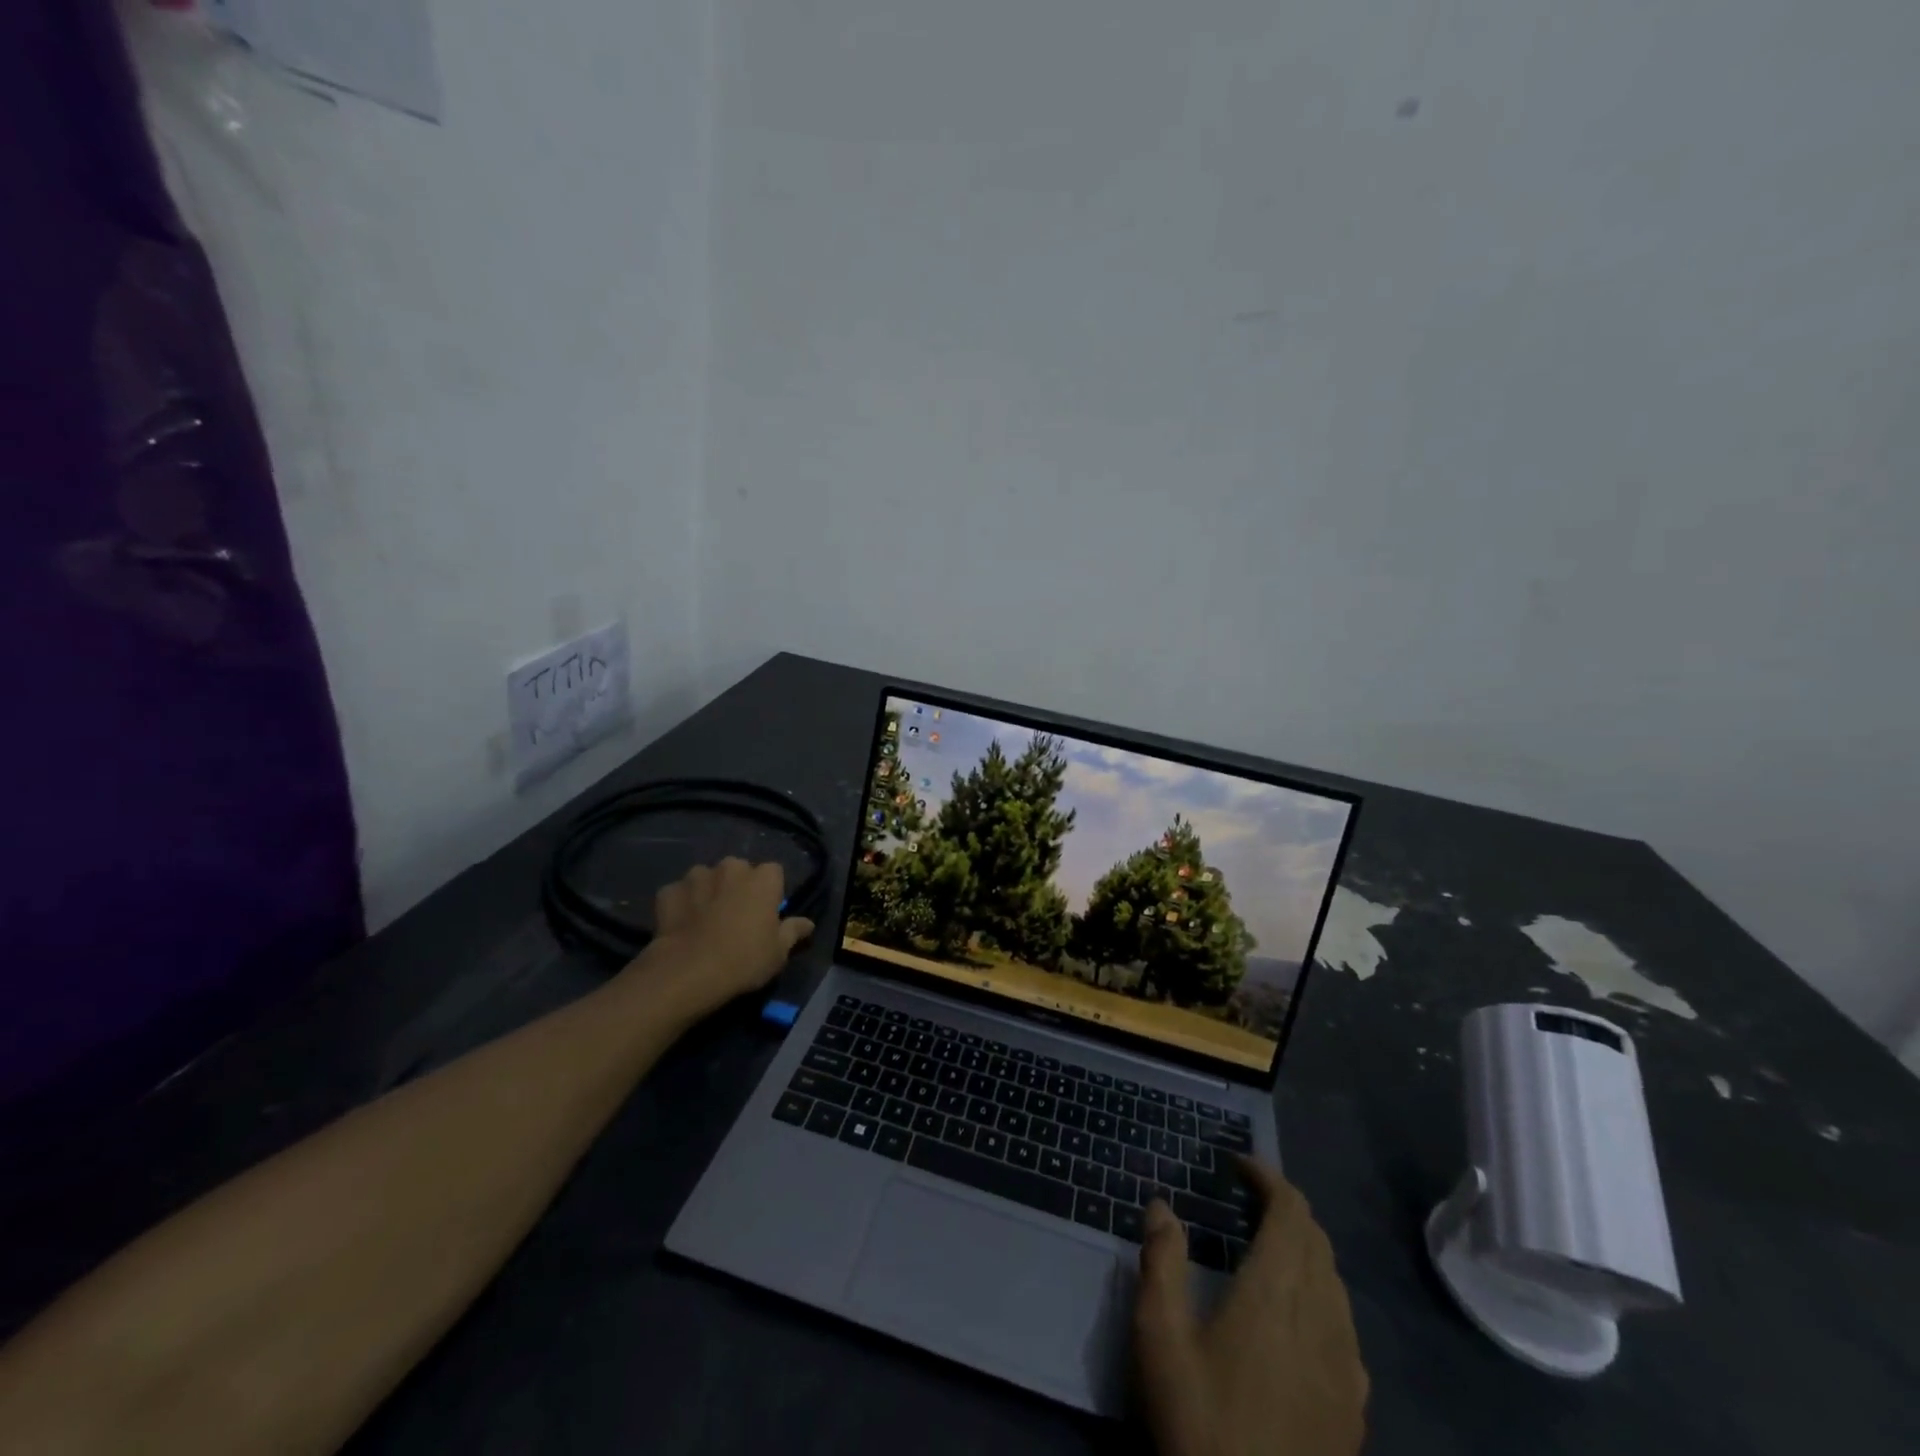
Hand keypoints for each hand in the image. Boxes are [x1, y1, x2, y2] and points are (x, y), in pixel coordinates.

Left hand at [640, 858, 814, 1017]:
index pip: (773, 872)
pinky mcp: (668, 891)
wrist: (688, 972)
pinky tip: (681, 924)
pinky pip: (679, 892)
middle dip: (737, 886)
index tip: (766, 912)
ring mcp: (696, 876)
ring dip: (708, 891)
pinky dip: (681, 903)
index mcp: (763, 878)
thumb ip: (793, 931)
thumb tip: (808, 923)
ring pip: (707, 878)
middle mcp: (731, 867)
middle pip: (738, 870)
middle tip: (736, 915)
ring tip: (705, 919)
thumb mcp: (778, 952)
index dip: (770, 891)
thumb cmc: (744, 960)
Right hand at [1134, 1159, 1367, 1455]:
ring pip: (1335, 1279)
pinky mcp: (1354, 1405)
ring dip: (1305, 1248)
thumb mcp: (1159, 1339)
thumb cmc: (1200, 1424)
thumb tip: (1160, 1204)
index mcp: (1275, 1292)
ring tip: (1268, 1249)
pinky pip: (1346, 1324)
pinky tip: (1298, 1317)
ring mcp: (1345, 1364)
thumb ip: (1161, 1262)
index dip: (1268, 1178)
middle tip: (1245, 1201)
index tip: (1237, 1165)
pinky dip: (1322, 1294)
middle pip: (1316, 1238)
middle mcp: (1320, 1316)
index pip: (1290, 1211)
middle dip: (1284, 1206)